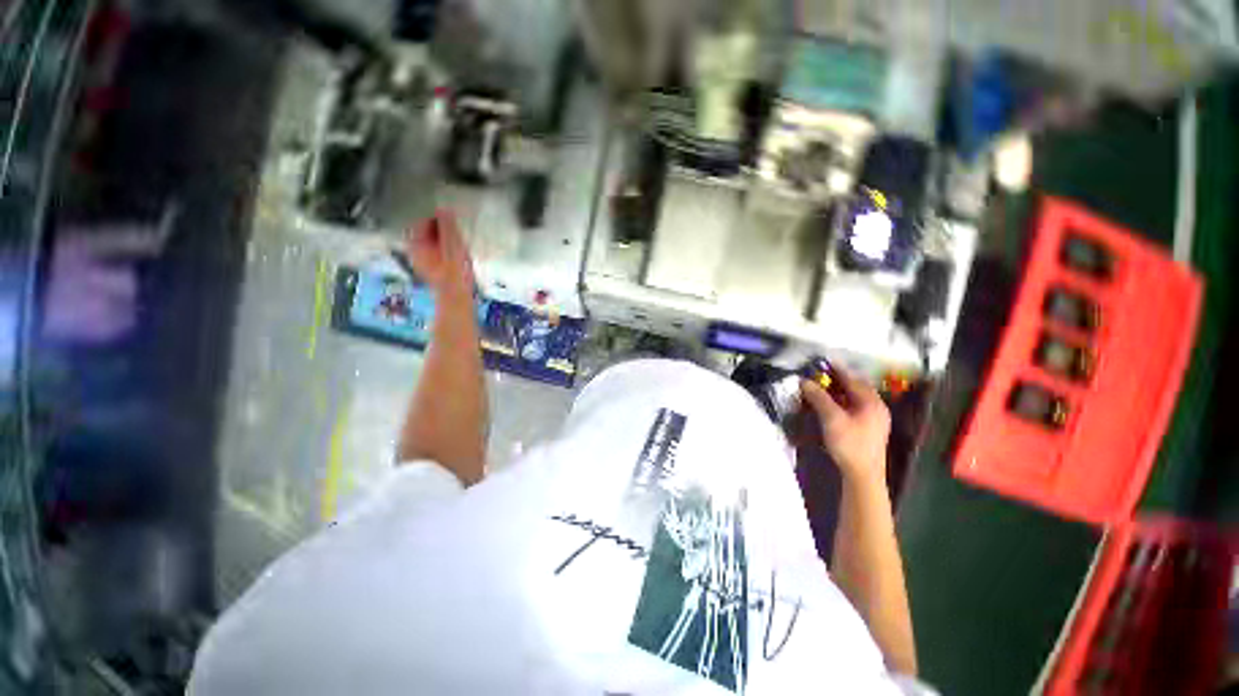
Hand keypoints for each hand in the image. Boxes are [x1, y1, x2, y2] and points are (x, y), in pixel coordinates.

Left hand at [405, 210, 473, 297]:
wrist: (456, 297)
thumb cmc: (455, 272)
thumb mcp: (453, 245)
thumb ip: (448, 227)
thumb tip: (444, 208)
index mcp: (416, 243)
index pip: (424, 221)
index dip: (439, 219)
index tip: (454, 222)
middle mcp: (414, 251)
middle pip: (427, 232)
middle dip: (442, 230)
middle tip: (458, 234)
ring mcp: (422, 261)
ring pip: (432, 243)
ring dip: (445, 240)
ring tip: (459, 245)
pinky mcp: (431, 269)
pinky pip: (436, 253)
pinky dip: (445, 250)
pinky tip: (457, 256)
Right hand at [801, 368, 889, 485]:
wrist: (863, 476)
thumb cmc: (850, 444)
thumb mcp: (832, 418)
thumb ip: (819, 398)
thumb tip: (804, 381)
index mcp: (872, 402)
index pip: (852, 378)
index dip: (836, 369)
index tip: (821, 361)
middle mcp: (876, 407)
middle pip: (855, 387)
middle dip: (836, 380)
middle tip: (818, 375)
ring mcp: (874, 419)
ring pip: (854, 398)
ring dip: (837, 392)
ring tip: (820, 388)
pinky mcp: (868, 429)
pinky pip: (854, 408)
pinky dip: (841, 402)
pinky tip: (829, 406)